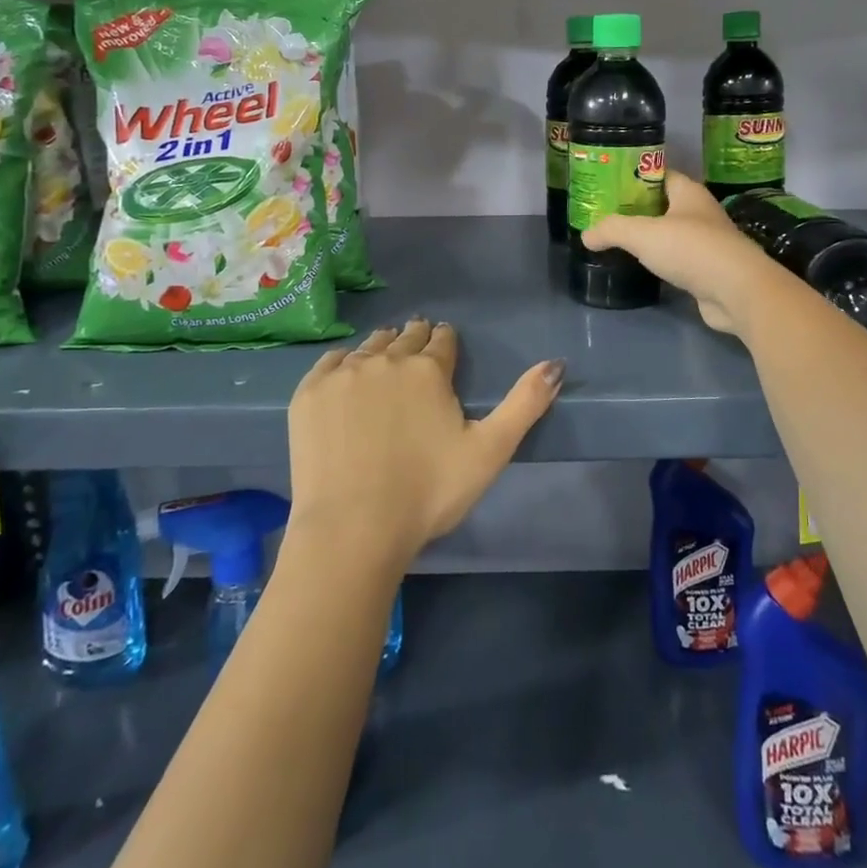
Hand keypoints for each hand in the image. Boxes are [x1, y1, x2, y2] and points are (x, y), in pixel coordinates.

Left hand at [286, 319, 562, 566]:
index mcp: (429, 369)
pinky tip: (345, 377)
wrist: (352, 530)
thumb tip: (556, 363)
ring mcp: (343, 374)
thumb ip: (525, 403)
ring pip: (369, 345)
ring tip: (385, 360)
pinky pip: (330, 362)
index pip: (442, 339)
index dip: (445, 342)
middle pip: (405, 337)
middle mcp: (387, 359)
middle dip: (415, 340)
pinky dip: (343, 364)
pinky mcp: (309, 393)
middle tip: (416, 351)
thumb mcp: (490, 450)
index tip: (444, 345)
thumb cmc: (428, 493)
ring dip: (381, 349)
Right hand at [580, 170, 785, 333]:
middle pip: (665, 204)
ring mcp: (708, 243)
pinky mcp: (709, 271)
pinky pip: (679, 260)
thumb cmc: (691, 249)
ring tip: (620, 241)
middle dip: (639, 209)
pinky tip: (644, 268)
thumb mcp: (642, 234)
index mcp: (689, 193)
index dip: (636, 177)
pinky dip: (662, 262)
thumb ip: (612, 230)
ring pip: (673, 234)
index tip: (610, 185)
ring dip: (651, 238)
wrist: (736, 291)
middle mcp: (701, 213)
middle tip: (608, 215)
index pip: (661, 174)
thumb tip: (586, 235)